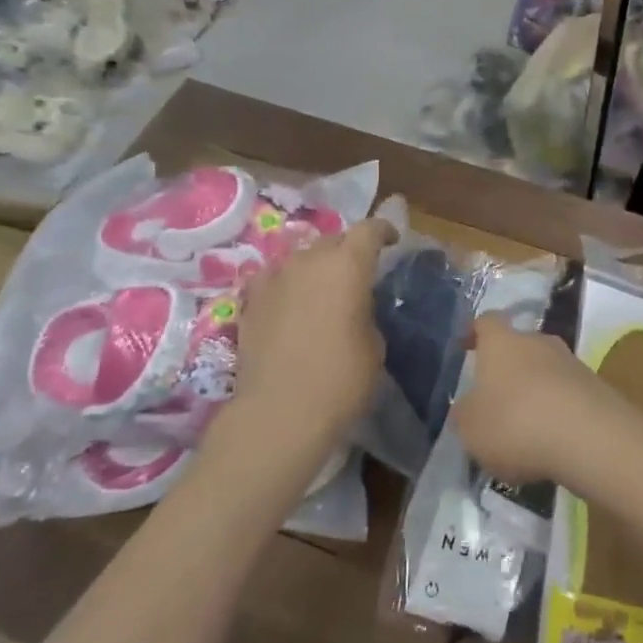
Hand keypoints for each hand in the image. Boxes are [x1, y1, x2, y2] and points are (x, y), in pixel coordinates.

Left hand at [228, 218, 396, 462]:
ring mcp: (274, 277)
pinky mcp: (250, 300)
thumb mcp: (374, 345)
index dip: (383, 231)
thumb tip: (354, 308)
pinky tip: (288, 302)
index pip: (369, 229)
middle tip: (356, 274)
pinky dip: (285, 285)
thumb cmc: (341, 379)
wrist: (278, 413)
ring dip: (314, 268)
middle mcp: (309, 260)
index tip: (392, 241)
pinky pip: (273, 279)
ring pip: (300, 258)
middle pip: (332, 240)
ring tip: (321, 291)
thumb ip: (366, 312)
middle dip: (347, 251)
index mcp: (348, 264)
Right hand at [451, 316, 625, 484]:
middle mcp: (538, 341)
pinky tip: (551, 442)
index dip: (474, 332)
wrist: (590, 438)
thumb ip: (465, 413)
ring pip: (545, 371)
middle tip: (494, 399)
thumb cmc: (516, 423)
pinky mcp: (597, 387)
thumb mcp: (470, 427)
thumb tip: (469, 406)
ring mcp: (571, 362)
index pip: (486, 321)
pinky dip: (558, 412)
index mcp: (501, 341)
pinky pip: (568, 394)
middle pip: (519, 346)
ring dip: (535, 391)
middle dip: (507, 368)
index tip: (465, 347)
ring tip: (524, 428)